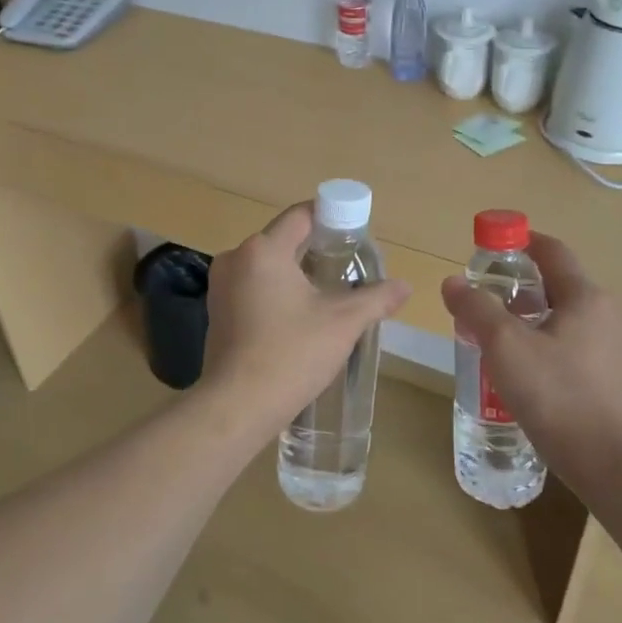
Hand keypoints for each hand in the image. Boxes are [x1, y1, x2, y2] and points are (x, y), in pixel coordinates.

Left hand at [200, 204, 410, 440]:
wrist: (237, 406)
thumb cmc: (291, 353)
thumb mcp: (343, 323)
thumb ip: (376, 298)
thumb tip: (405, 286)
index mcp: (263, 250)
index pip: (301, 215)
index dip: (331, 218)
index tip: (355, 233)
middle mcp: (235, 259)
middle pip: (283, 239)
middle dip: (316, 249)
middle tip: (349, 268)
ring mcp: (221, 287)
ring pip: (267, 265)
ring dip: (296, 273)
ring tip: (328, 293)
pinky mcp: (217, 313)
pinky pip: (252, 287)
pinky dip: (276, 292)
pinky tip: (298, 316)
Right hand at [439, 232, 621, 473]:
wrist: (605, 460)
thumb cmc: (554, 392)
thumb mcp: (504, 344)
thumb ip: (476, 307)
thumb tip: (453, 282)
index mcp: (585, 296)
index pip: (552, 251)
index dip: (520, 241)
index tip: (490, 245)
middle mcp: (604, 313)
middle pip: (556, 283)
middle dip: (519, 284)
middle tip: (483, 296)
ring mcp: (610, 347)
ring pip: (562, 316)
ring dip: (528, 315)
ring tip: (494, 332)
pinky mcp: (607, 377)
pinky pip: (569, 343)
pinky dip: (542, 341)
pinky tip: (519, 366)